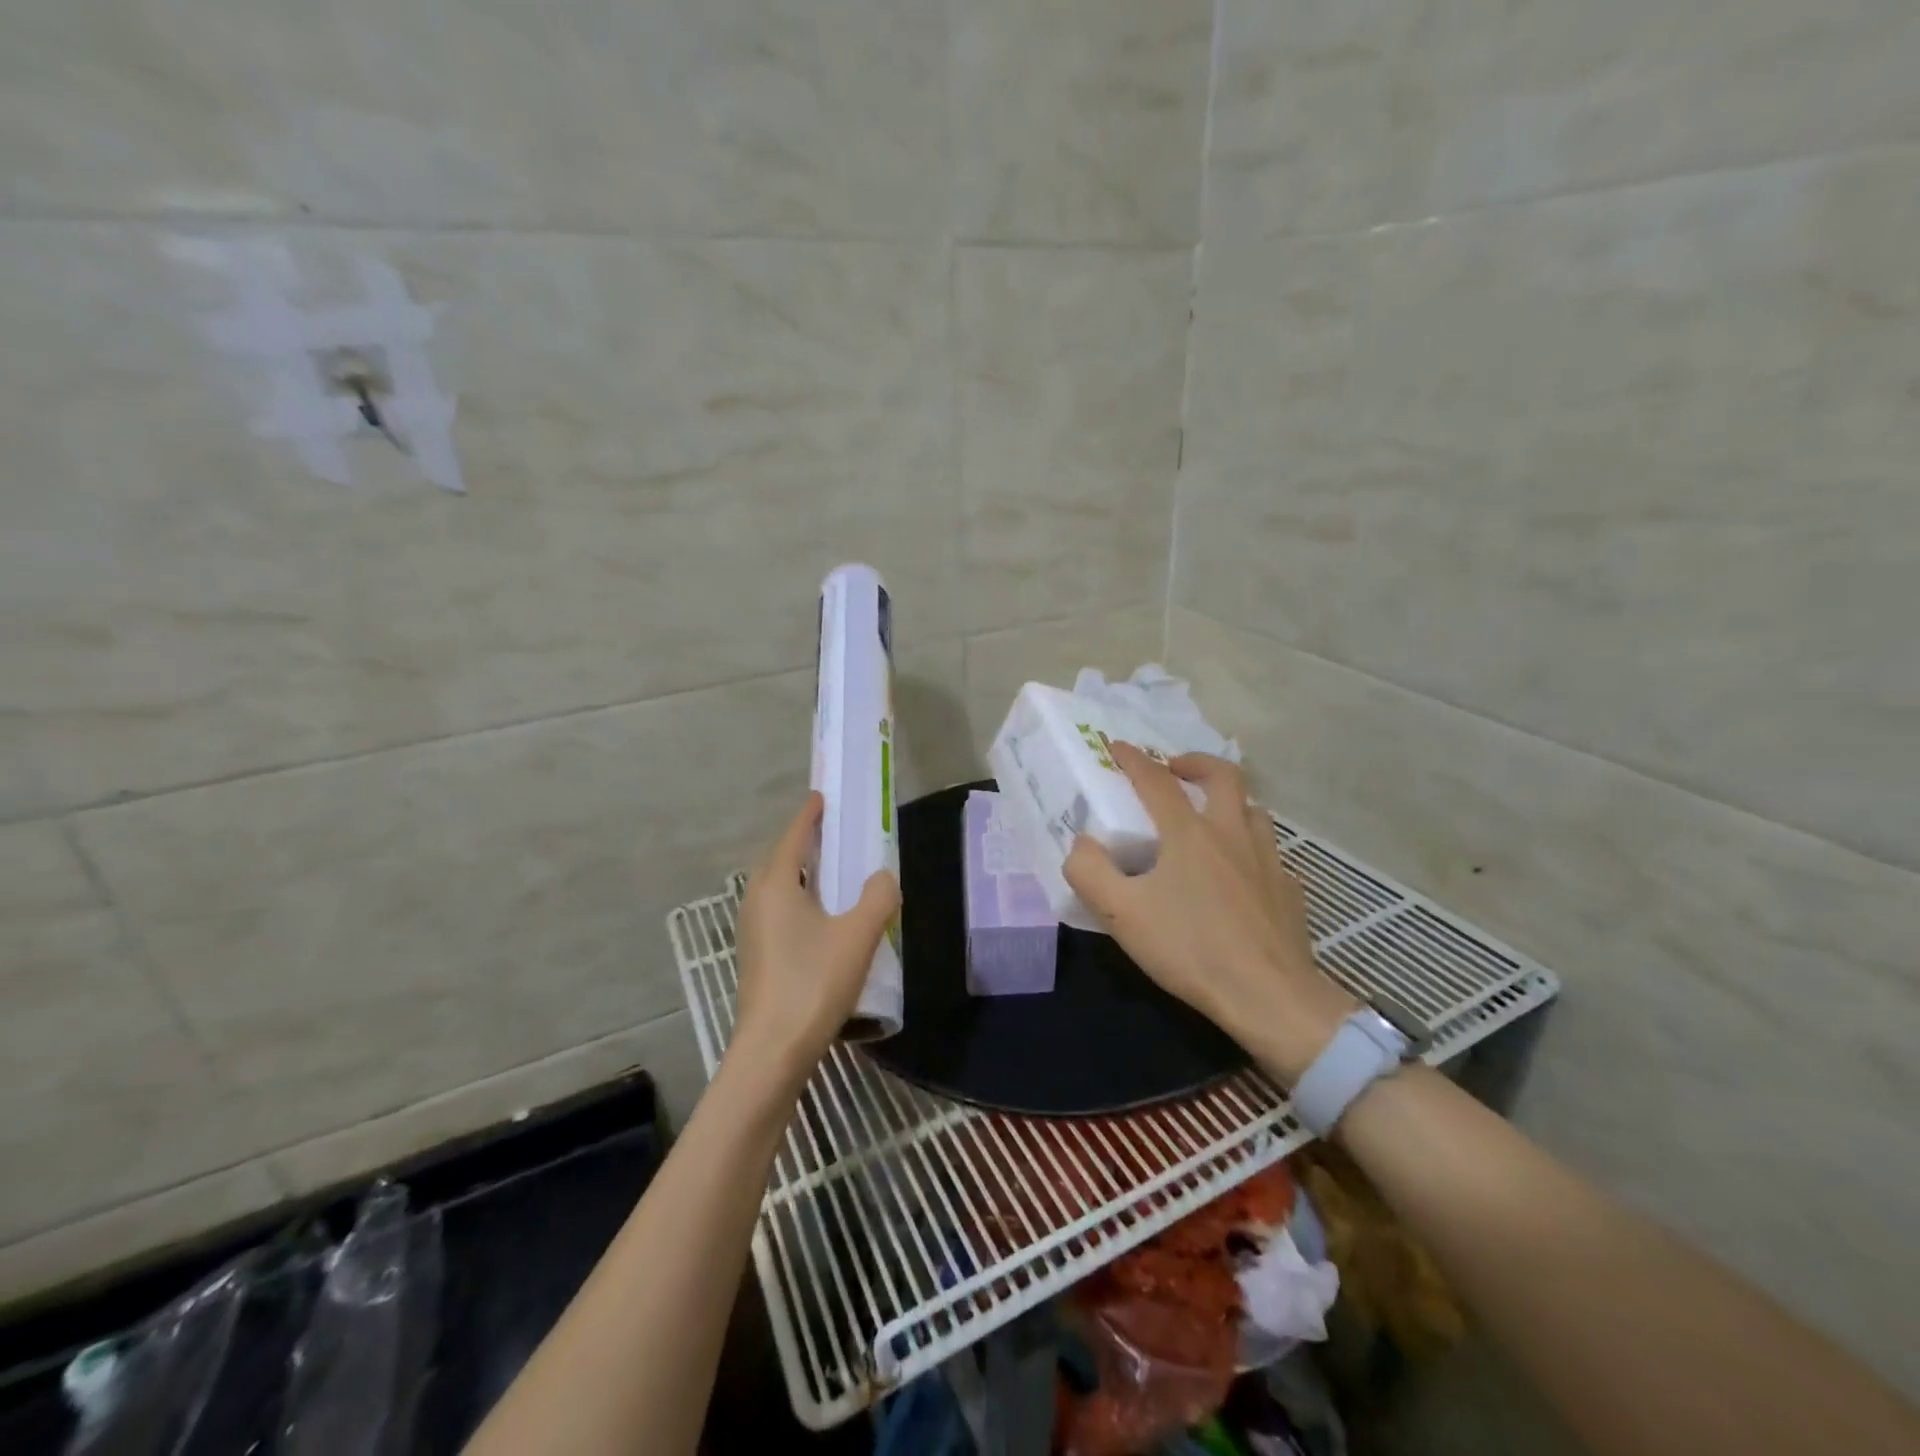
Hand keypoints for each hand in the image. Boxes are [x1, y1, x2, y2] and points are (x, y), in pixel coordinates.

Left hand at [732, 792, 900, 1092]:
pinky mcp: (758, 956)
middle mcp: (757, 901)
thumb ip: (878, 898)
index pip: (794, 836)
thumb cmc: (813, 983)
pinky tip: (825, 921)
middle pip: (783, 860)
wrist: (773, 1051)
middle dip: (807, 843)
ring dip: (804, 875)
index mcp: (776, 885)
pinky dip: (802, 901)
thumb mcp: (858, 935)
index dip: (810, 814)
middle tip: (837, 835)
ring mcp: (753, 930)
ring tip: (836, 875)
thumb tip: (884, 877)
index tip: (823, 797)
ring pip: (780, 889)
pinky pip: (781, 912)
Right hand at [1063, 745, 1356, 1083]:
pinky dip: (1250, 847)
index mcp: (1189, 833)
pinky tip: (1241, 874)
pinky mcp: (1289, 890)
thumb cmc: (1190, 949)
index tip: (1116, 746)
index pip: (1156, 780)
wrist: (1269, 996)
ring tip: (1210, 817)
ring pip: (1254, 809)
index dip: (1133, 759)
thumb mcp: (1122, 914)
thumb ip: (1090, 872)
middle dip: (1195, 762)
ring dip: (1229, 801)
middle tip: (1175, 769)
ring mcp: (1267, 860)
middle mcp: (1232, 834)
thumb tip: (1082, 843)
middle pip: (1223, 776)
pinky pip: (1269, 853)